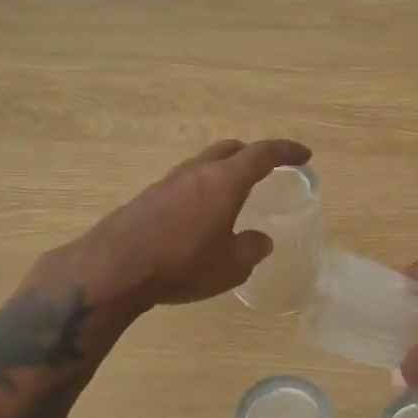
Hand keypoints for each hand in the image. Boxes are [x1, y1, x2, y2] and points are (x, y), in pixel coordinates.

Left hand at [75, 138, 312, 307]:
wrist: (113, 268)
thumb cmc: (181, 264)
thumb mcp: (230, 266)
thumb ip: (251, 249)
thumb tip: (260, 241)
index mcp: (224, 181)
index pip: (263, 154)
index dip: (287, 151)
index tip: (304, 155)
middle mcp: (197, 172)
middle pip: (231, 149)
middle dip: (253, 155)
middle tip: (268, 170)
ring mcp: (169, 181)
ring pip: (205, 163)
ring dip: (224, 171)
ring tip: (234, 195)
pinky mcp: (148, 197)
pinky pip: (186, 182)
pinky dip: (203, 188)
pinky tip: (201, 215)